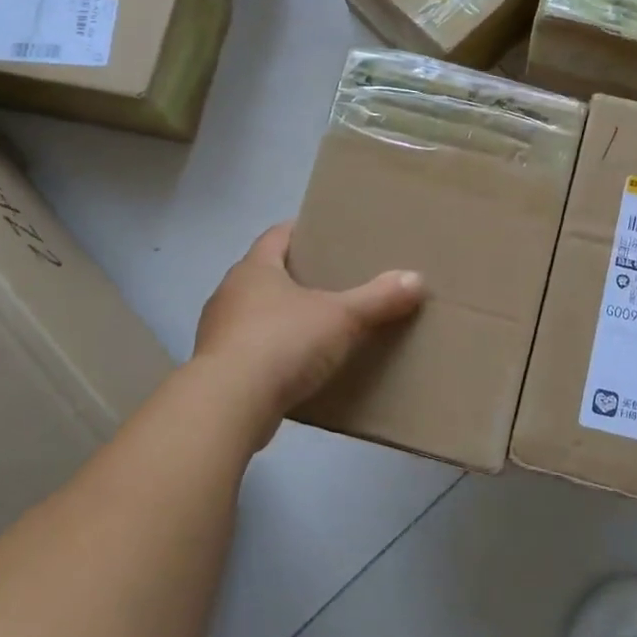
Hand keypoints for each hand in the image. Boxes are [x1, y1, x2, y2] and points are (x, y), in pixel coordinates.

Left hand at [194, 224, 424, 419]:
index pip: (276, 236)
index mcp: (254, 269)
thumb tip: (417, 279)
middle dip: (296, 276)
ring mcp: (218, 333)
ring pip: (256, 314)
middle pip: (265, 274)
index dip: (300, 231)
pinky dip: (273, 352)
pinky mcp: (219, 369)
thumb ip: (378, 298)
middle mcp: (230, 293)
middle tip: (333, 281)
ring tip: (318, 325)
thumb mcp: (341, 318)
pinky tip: (297, 366)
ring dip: (282, 317)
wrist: (229, 405)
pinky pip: (251, 350)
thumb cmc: (282, 343)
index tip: (326, 234)